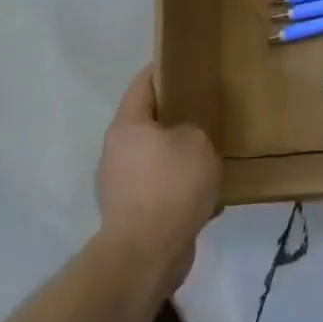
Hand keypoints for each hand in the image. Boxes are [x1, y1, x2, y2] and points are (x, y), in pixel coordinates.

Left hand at [97, 66, 220, 294]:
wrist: (145, 257)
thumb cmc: (170, 186)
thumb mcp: (197, 141)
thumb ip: (192, 129)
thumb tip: (184, 139)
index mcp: (127, 126)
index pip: (143, 84)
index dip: (163, 70)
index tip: (185, 64)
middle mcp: (115, 152)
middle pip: (146, 122)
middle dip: (173, 116)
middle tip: (204, 110)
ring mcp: (118, 187)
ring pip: (152, 158)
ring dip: (175, 156)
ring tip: (208, 155)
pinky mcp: (128, 216)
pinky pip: (156, 189)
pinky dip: (175, 187)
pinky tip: (202, 193)